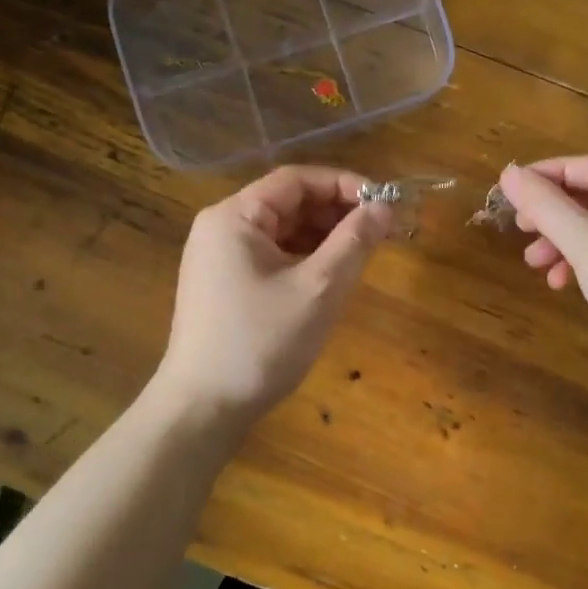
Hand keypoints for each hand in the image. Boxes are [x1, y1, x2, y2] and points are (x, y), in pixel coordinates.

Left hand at [154, 165, 391, 424]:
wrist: (203, 409)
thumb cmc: (261, 343)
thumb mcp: (318, 289)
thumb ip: (354, 242)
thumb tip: (383, 207)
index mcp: (234, 216)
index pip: (296, 180)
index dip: (343, 184)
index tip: (384, 203)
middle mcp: (221, 227)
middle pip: (288, 203)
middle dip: (336, 212)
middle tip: (382, 231)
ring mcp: (218, 257)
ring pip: (282, 231)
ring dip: (323, 236)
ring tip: (363, 253)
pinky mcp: (223, 284)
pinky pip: (271, 256)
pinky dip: (304, 258)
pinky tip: (331, 276)